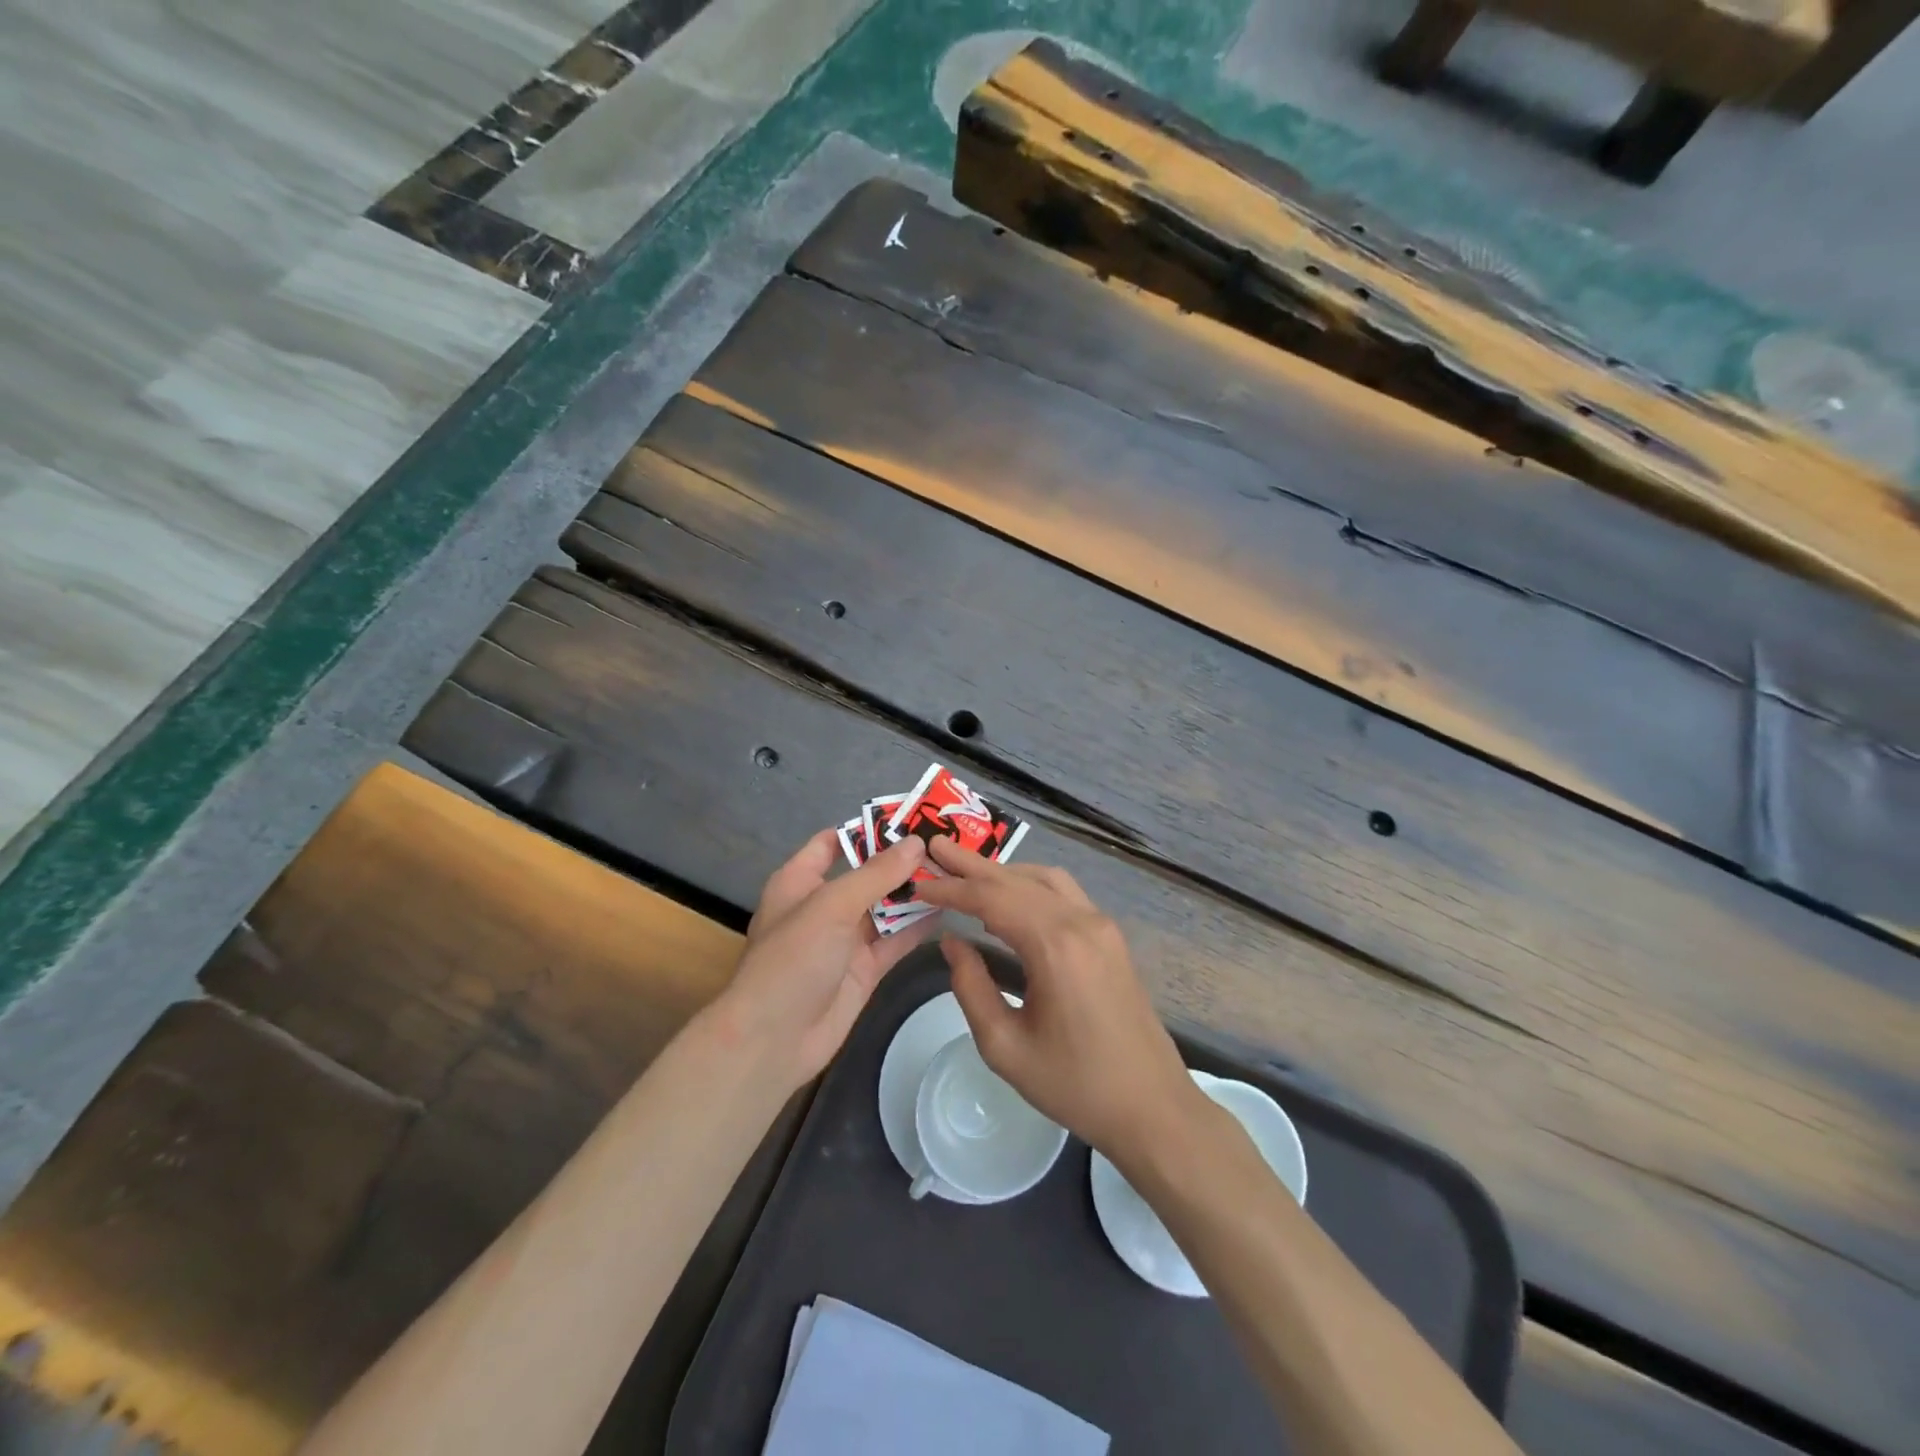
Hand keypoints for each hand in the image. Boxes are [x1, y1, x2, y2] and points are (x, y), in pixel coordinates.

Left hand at [708, 829, 937, 1092]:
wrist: (774, 1040)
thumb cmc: (793, 958)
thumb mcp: (832, 905)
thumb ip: (877, 874)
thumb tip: (917, 843)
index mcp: (801, 880)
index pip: (833, 842)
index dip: (868, 828)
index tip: (910, 817)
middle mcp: (824, 905)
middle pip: (867, 873)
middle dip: (901, 860)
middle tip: (946, 844)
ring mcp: (845, 938)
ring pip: (885, 906)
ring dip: (914, 892)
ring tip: (955, 870)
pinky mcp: (864, 968)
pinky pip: (895, 939)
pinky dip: (917, 926)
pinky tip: (948, 909)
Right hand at [915, 839, 1203, 1162]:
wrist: (1152, 1107)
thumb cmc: (1075, 1085)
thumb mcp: (1005, 1046)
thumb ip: (971, 987)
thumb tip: (952, 942)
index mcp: (1055, 947)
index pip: (992, 900)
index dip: (952, 889)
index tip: (919, 884)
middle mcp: (1081, 922)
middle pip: (1017, 880)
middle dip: (973, 865)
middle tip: (936, 847)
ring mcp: (1101, 926)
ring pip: (1044, 879)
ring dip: (1003, 872)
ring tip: (965, 871)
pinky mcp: (1110, 937)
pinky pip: (1064, 894)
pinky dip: (1030, 885)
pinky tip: (1009, 898)